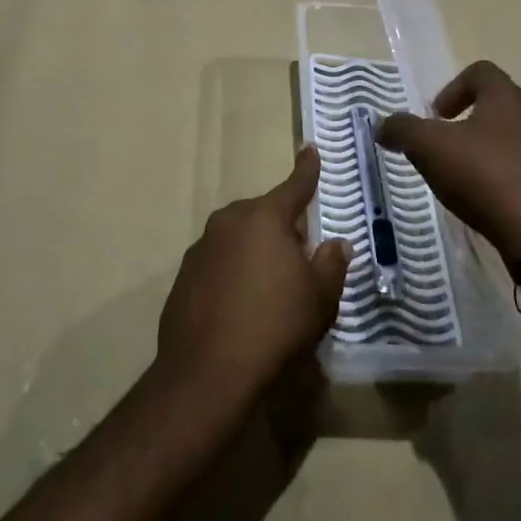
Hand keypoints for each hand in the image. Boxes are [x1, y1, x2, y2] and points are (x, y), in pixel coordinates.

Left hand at [156, 146, 352, 413]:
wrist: (208, 372)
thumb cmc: (275, 326)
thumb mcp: (320, 298)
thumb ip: (331, 264)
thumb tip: (336, 243)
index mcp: (265, 217)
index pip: (294, 186)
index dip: (307, 169)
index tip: (310, 149)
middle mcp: (229, 221)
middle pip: (264, 215)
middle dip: (282, 229)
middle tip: (299, 261)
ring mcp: (202, 247)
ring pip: (238, 239)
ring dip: (255, 253)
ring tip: (269, 291)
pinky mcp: (184, 275)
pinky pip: (218, 263)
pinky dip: (232, 274)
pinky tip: (240, 308)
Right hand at [378, 60, 520, 267]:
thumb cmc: (486, 177)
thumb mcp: (429, 149)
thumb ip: (402, 130)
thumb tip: (384, 126)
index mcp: (507, 97)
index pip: (480, 71)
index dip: (452, 88)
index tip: (436, 117)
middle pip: (500, 103)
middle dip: (470, 119)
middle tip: (449, 145)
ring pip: (516, 136)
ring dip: (490, 148)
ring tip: (467, 176)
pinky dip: (507, 175)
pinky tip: (490, 200)